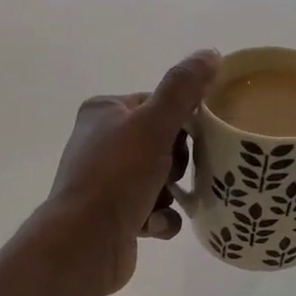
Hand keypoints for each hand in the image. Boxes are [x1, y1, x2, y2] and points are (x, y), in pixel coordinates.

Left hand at [44, 50, 220, 295]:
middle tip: (170, 173)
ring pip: (163, 179)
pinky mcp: (115, 216)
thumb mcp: (153, 124)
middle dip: (175, 163)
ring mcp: (107, 181)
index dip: (180, 122)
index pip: (157, 104)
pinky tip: (150, 224)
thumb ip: (182, 88)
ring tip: (159, 202)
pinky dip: (160, 218)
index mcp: (104, 112)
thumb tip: (210, 53)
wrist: (85, 242)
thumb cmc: (117, 176)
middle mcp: (101, 143)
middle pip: (164, 143)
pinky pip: (156, 210)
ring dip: (169, 193)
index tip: (190, 138)